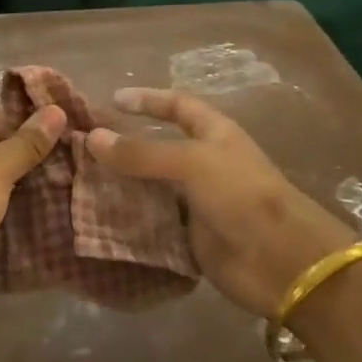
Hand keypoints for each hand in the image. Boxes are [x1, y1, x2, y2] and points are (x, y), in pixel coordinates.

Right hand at [86, 89, 357, 317]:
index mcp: (214, 134)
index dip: (147, 100)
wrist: (281, 261)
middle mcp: (204, 164)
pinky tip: (98, 220)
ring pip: (151, 188)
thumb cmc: (241, 195)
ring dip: (122, 187)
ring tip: (80, 183)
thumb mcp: (191, 163)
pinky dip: (129, 221)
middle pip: (157, 148)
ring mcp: (197, 201)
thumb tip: (92, 137)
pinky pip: (153, 223)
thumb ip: (141, 152)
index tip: (112, 100)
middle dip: (124, 147)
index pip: (177, 106)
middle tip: (82, 148)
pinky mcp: (190, 236)